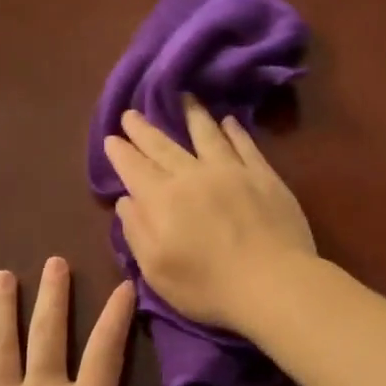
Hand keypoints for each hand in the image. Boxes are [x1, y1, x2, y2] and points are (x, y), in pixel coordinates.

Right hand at [101, 96, 315, 333]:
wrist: (273, 282)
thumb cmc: (208, 287)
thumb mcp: (156, 270)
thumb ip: (137, 232)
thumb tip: (125, 200)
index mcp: (163, 199)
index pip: (134, 168)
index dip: (121, 152)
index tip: (111, 137)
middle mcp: (193, 175)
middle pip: (164, 146)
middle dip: (144, 129)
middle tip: (132, 112)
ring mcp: (232, 171)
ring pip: (206, 134)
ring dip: (191, 115)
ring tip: (183, 97)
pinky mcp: (264, 176)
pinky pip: (244, 145)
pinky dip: (234, 131)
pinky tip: (229, 121)